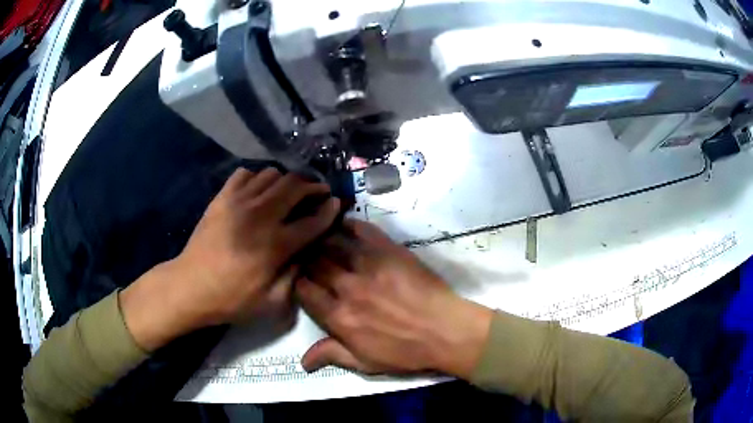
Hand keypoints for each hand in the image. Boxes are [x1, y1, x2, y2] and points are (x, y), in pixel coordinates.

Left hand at [121, 168, 339, 350]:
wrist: (190, 286)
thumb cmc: (232, 299)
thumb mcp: (271, 303)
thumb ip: (296, 276)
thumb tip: (308, 252)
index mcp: (274, 245)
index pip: (312, 220)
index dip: (329, 210)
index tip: (337, 203)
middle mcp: (259, 216)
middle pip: (294, 186)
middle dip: (313, 186)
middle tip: (318, 192)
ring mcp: (238, 202)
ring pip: (272, 174)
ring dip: (286, 181)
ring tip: (289, 192)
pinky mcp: (222, 197)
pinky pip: (246, 174)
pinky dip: (259, 179)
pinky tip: (259, 192)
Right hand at [296, 220, 492, 378]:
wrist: (445, 332)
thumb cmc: (406, 352)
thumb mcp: (366, 363)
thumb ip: (332, 355)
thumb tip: (302, 361)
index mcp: (339, 316)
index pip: (304, 290)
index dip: (299, 283)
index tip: (302, 280)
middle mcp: (347, 287)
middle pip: (314, 263)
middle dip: (307, 259)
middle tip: (309, 256)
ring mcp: (369, 265)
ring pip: (333, 244)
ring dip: (322, 240)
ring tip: (319, 236)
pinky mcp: (389, 250)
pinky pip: (362, 230)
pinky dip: (350, 224)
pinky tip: (343, 223)